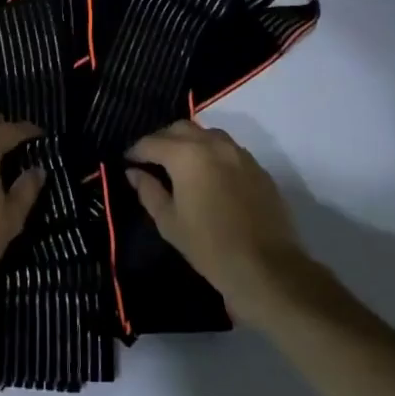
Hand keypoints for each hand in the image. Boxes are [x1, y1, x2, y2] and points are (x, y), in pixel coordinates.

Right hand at [125, 120, 309, 324]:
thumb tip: (134, 172)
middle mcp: (212, 144)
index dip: (135, 151)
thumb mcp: (169, 222)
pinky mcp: (256, 166)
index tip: (127, 162)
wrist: (267, 267)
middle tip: (150, 160)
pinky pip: (226, 148)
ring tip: (178, 164)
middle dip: (161, 140)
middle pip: (179, 128)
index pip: (152, 142)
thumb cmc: (209, 247)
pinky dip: (210, 152)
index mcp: (186, 155)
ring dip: (187, 141)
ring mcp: (238, 153)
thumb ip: (148, 191)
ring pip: (205, 133)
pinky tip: (207, 174)